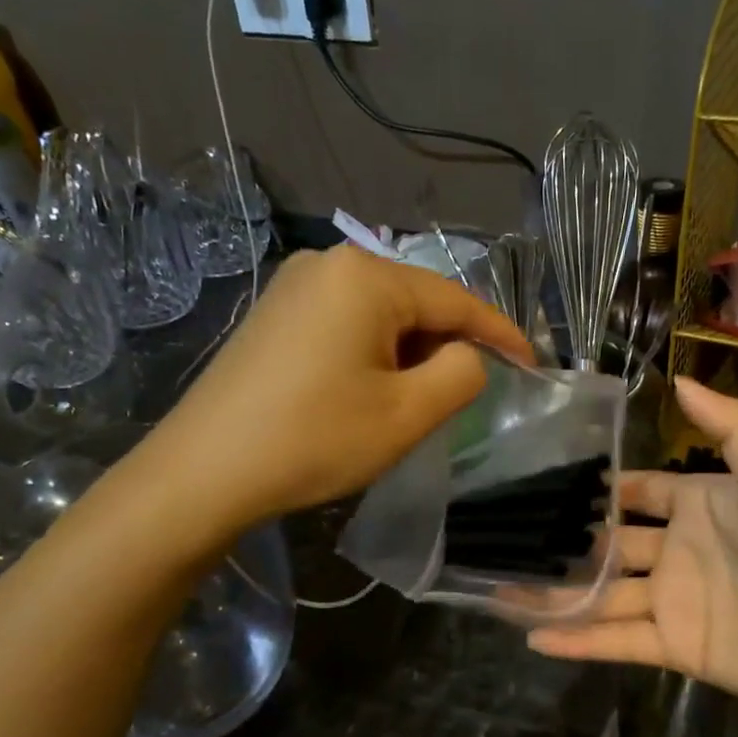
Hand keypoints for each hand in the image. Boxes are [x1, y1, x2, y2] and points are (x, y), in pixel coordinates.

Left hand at [125, 247, 531, 545]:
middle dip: (450, 345)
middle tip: (471, 393)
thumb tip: (468, 356)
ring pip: (383, 314)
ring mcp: (295, 286)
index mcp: (366, 277)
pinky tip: (371, 391)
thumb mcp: (408, 413)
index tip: (534, 364)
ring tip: (419, 400)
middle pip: (418, 302)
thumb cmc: (314, 440)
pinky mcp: (275, 314)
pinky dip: (376, 353)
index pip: (456, 300)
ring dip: (413, 353)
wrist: (203, 473)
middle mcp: (329, 263)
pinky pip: (348, 323)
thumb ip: (462, 374)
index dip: (501, 333)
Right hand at [527, 378, 737, 715]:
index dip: (597, 490)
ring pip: (605, 596)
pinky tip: (533, 637)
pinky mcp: (678, 648)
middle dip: (565, 544)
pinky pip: (619, 642)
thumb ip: (732, 429)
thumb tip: (680, 378)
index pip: (636, 492)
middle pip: (609, 546)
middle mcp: (678, 551)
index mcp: (699, 504)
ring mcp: (674, 602)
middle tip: (507, 540)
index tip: (543, 483)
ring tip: (501, 591)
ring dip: (559, 595)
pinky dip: (579, 640)